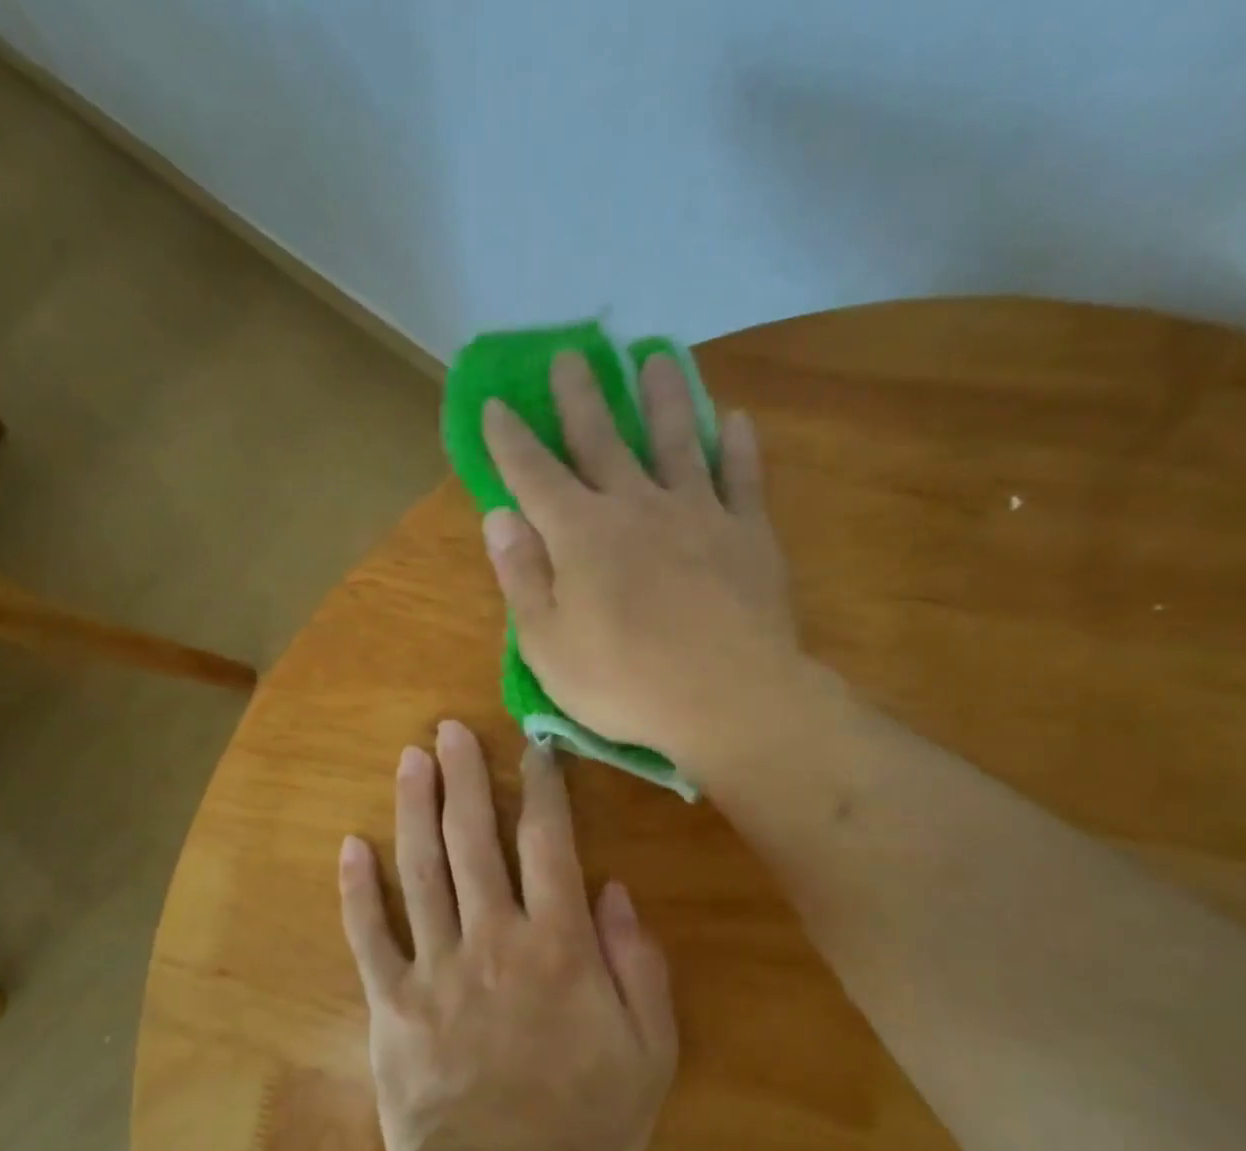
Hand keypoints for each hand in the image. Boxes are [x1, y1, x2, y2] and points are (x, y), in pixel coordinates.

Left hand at [338, 721, 676, 1150]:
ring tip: (409, 760)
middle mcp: (493, 936)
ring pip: (421, 871)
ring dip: (414, 811)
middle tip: (448, 729)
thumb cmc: (583, 1121)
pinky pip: (370, 936)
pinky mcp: (392, 1000)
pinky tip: (349, 846)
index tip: (532, 749)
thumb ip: (639, 966)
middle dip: (464, 779)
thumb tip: (615, 893)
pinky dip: (357, 891)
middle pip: (475, 841)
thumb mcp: (648, 1051)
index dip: (542, 790)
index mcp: (557, 944)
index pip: (549, 845)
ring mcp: (435, 965)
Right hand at [479, 351, 803, 777]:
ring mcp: (698, 513)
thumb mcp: (547, 645)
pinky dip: (738, 446)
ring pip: (676, 440)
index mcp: (580, 534)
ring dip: (663, 397)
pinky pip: (742, 478)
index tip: (496, 403)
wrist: (728, 700)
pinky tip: (734, 419)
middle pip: (602, 438)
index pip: (533, 474)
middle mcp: (636, 506)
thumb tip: (499, 518)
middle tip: (572, 354)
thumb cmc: (624, 682)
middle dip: (581, 396)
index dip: (510, 439)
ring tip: (656, 358)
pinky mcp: (748, 534)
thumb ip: (522, 577)